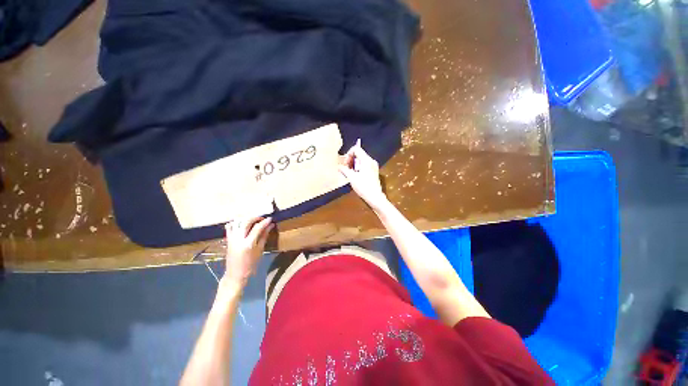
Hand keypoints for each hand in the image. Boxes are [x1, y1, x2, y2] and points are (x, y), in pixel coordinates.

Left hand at [223, 216, 272, 286]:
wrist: (236, 274)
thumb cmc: (251, 264)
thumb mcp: (260, 250)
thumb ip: (264, 236)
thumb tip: (270, 225)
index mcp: (248, 243)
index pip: (257, 228)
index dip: (265, 222)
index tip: (270, 218)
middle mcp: (238, 239)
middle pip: (246, 222)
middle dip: (255, 218)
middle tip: (262, 219)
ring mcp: (232, 238)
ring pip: (237, 222)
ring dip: (246, 218)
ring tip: (253, 220)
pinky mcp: (228, 239)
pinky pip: (230, 227)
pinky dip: (236, 222)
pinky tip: (242, 223)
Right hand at [338, 139, 387, 209]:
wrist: (375, 197)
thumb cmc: (363, 187)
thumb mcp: (352, 178)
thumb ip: (344, 170)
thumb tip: (338, 166)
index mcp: (366, 160)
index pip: (356, 149)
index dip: (348, 154)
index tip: (345, 163)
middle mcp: (371, 161)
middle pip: (359, 154)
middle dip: (350, 159)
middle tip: (345, 168)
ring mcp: (373, 166)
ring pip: (361, 160)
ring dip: (354, 164)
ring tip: (349, 173)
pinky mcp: (374, 171)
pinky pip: (364, 165)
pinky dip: (358, 167)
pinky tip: (355, 175)